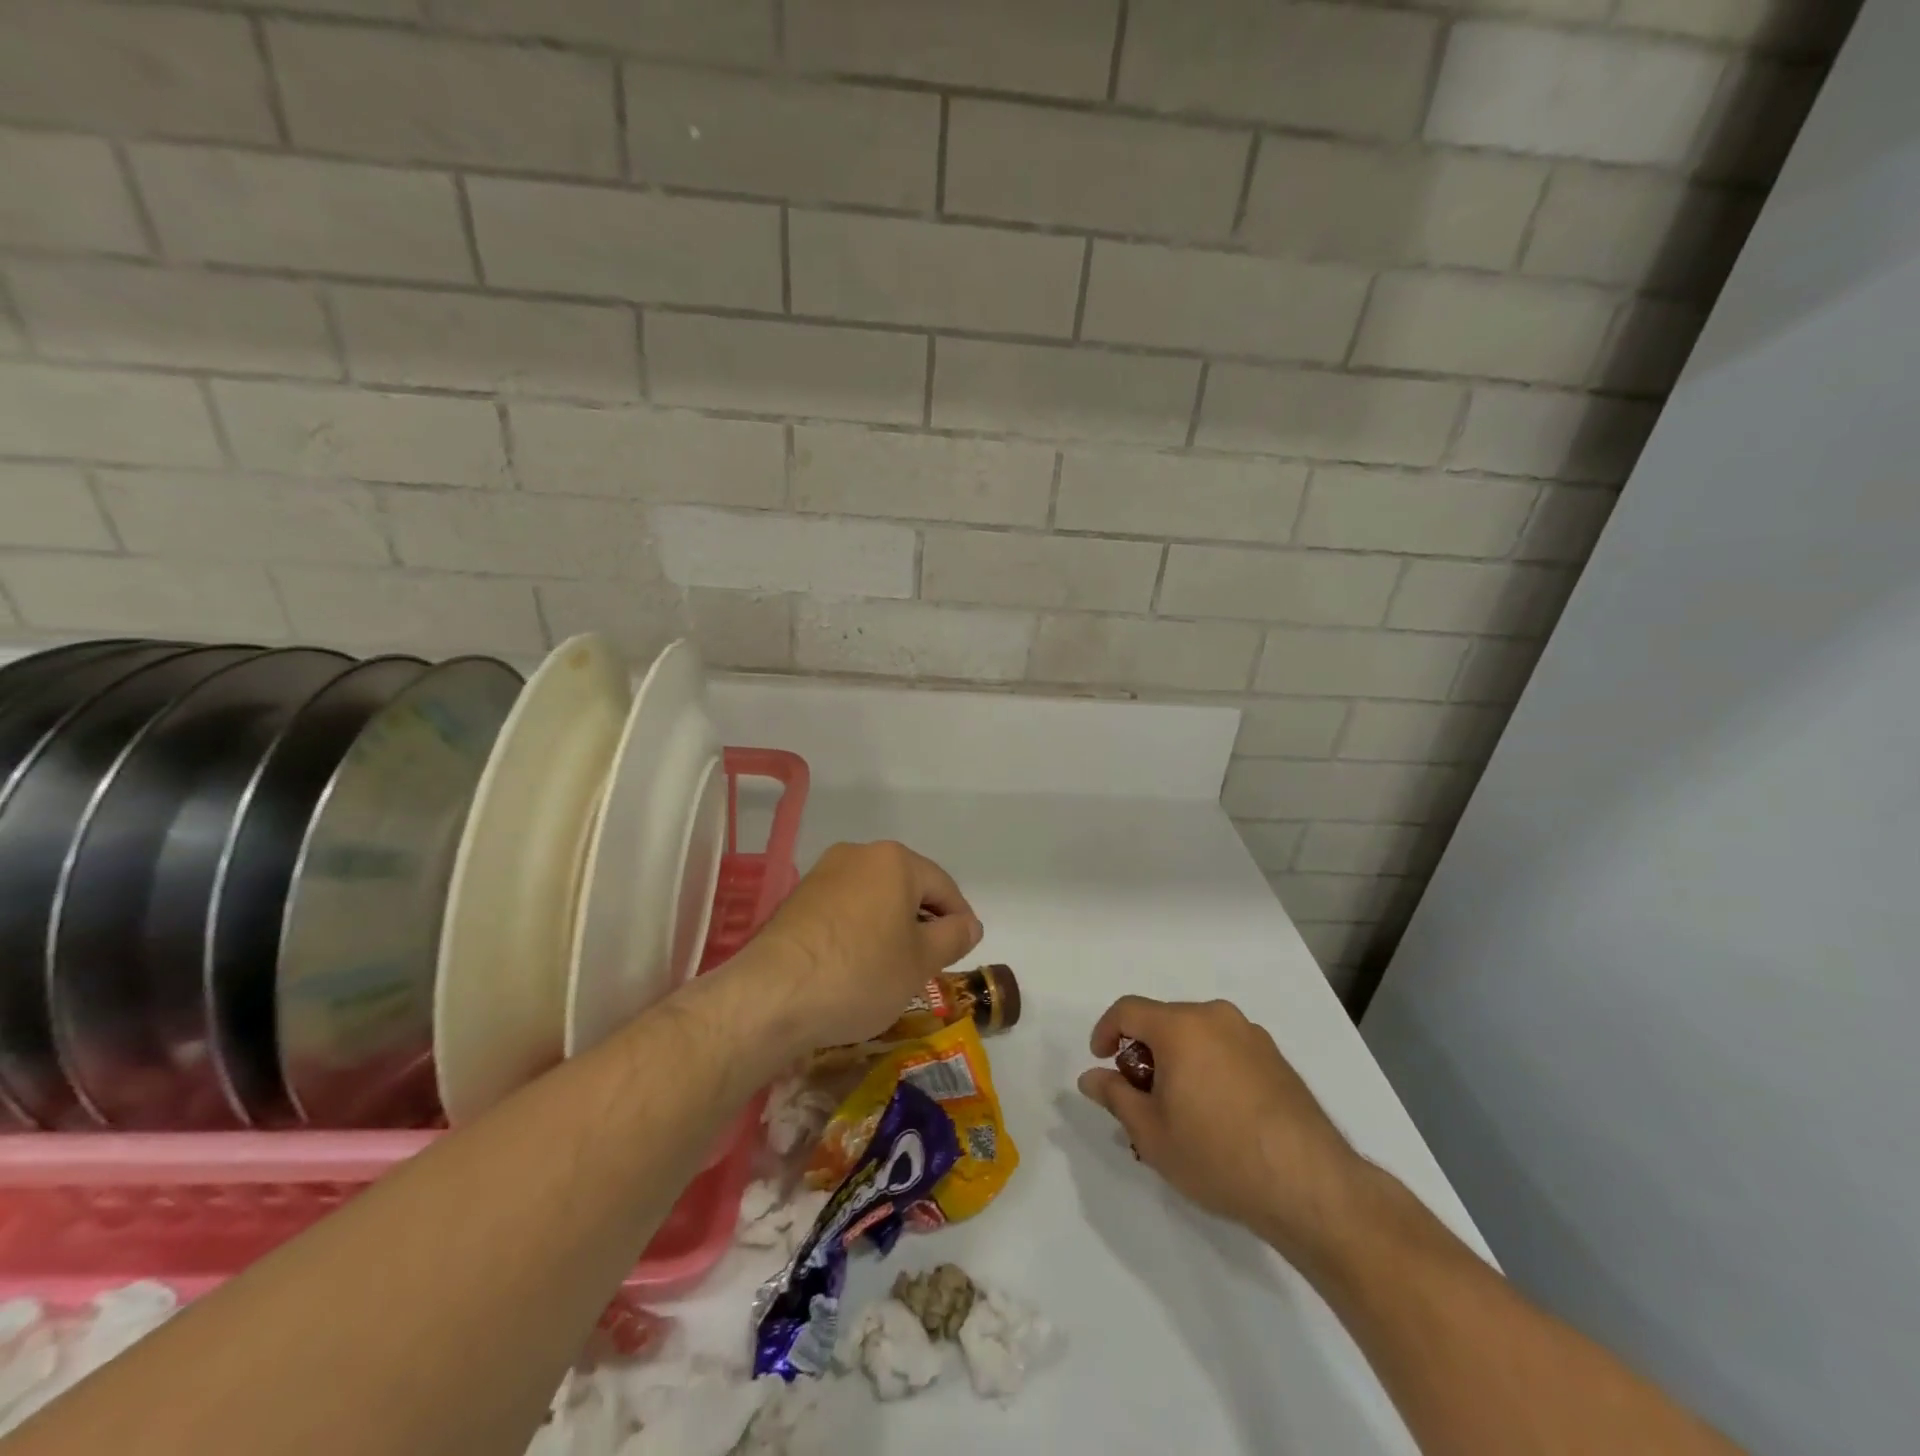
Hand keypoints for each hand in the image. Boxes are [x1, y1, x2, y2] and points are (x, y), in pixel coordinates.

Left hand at [750, 840, 982, 1050]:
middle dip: (922, 922)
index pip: (943, 885)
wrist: (772, 995)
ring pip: (873, 897)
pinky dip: (859, 931)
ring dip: (890, 926)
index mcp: (894, 860)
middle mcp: (858, 854)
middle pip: (906, 886)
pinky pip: (844, 909)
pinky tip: (855, 964)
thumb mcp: (921, 962)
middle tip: (930, 962)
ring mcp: (822, 874)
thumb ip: (953, 937)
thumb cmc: (861, 973)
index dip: (960, 919)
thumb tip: (969, 924)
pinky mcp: (797, 898)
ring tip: (892, 967)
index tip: (964, 950)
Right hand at [1077, 997, 1369, 1268]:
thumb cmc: (1218, 1155)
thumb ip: (1115, 1096)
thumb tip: (1091, 1077)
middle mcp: (1216, 1017)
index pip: (1128, 1010)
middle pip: (1164, 1021)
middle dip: (1143, 1053)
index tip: (1102, 1063)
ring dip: (1178, 1061)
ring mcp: (1251, 1035)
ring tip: (1179, 1111)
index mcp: (1181, 1026)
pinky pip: (1226, 1049)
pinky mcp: (1276, 1058)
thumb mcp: (1152, 1133)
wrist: (1310, 1186)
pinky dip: (1209, 1067)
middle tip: (1140, 1099)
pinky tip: (1217, 1115)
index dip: (1106, 1032)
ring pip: (1197, 1036)